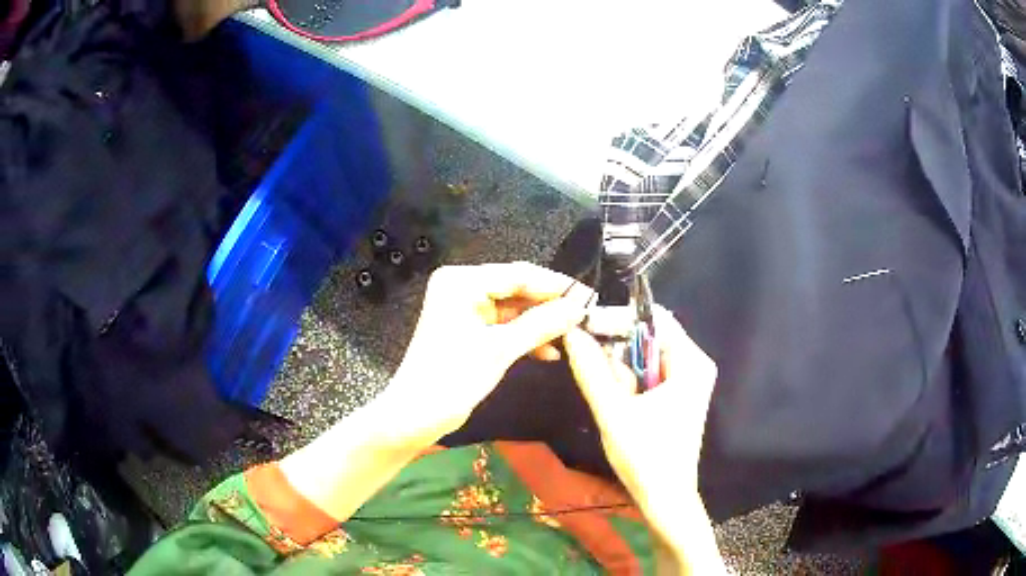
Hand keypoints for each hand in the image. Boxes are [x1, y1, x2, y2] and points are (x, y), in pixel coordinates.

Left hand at [385, 262, 592, 443]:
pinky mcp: (470, 329)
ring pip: (514, 309)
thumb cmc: (452, 379)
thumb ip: (541, 324)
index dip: (555, 286)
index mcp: (462, 282)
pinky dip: (526, 337)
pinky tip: (549, 351)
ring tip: (572, 336)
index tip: (589, 298)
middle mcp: (462, 287)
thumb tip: (579, 307)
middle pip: (517, 289)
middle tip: (585, 318)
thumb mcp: (500, 350)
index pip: (518, 274)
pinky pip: (505, 326)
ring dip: (541, 324)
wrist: (415, 416)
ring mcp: (465, 308)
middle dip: (550, 306)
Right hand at [563, 306, 722, 571]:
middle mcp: (695, 364)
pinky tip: (619, 401)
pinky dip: (630, 380)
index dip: (617, 318)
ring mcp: (689, 381)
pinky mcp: (680, 396)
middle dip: (618, 348)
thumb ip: (592, 370)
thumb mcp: (613, 412)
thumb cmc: (645, 457)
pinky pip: (651, 372)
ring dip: (621, 368)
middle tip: (592, 366)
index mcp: (691, 362)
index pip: (653, 318)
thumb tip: (571, 332)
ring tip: (610, 394)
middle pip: (650, 336)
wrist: (665, 498)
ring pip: (647, 355)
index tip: (584, 327)